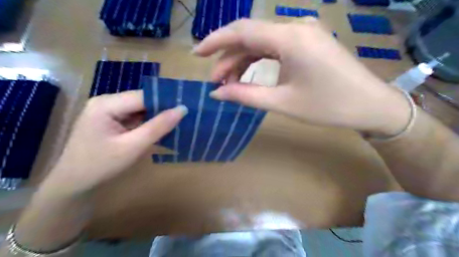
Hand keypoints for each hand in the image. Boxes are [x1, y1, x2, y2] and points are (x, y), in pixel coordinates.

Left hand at [39, 91, 186, 196]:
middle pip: (142, 101)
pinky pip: (135, 118)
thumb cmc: (100, 166)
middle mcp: (107, 102)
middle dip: (163, 109)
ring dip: (157, 117)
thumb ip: (158, 127)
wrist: (73, 186)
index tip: (187, 107)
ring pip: (140, 110)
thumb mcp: (133, 147)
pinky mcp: (112, 122)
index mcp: (106, 104)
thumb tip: (182, 109)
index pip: (143, 96)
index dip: (166, 100)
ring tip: (179, 122)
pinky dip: (149, 124)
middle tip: (186, 116)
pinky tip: (162, 129)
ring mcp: (108, 112)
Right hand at [195, 19, 410, 136]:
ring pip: (262, 42)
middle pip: (250, 36)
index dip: (215, 41)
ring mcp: (303, 33)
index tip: (196, 54)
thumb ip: (246, 95)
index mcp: (290, 38)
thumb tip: (217, 93)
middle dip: (228, 57)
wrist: (370, 106)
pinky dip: (259, 60)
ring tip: (229, 82)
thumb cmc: (328, 106)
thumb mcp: (282, 102)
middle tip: (215, 81)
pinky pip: (275, 47)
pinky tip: (249, 75)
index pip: (242, 31)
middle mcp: (295, 27)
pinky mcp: (308, 42)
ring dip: (243, 60)